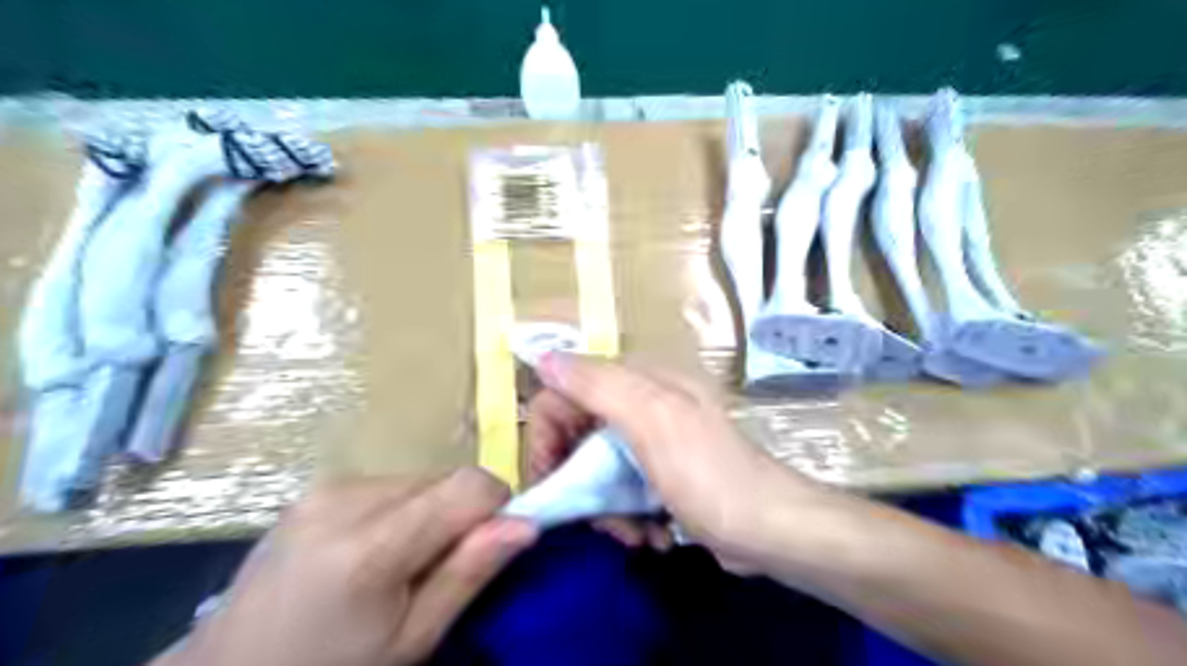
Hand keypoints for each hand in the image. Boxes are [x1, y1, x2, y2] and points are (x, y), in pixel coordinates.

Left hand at [159, 469, 538, 665]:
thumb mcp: (410, 641)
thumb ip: (468, 574)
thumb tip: (526, 524)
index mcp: (369, 545)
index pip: (469, 485)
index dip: (497, 507)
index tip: (491, 547)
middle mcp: (346, 498)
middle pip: (446, 479)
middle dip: (460, 516)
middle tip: (438, 569)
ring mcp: (327, 487)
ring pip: (422, 480)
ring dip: (432, 513)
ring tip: (402, 563)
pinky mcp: (318, 487)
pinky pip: (391, 484)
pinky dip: (403, 510)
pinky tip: (374, 549)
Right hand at [524, 356, 826, 570]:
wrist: (771, 531)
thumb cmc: (709, 476)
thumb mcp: (652, 422)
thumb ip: (598, 386)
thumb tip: (544, 357)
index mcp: (639, 381)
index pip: (564, 393)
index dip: (547, 434)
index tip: (550, 478)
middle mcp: (643, 403)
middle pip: (577, 436)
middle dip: (580, 482)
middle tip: (597, 517)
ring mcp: (653, 440)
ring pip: (596, 470)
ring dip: (605, 508)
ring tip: (633, 534)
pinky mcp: (662, 474)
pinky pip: (621, 490)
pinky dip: (627, 516)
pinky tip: (651, 535)